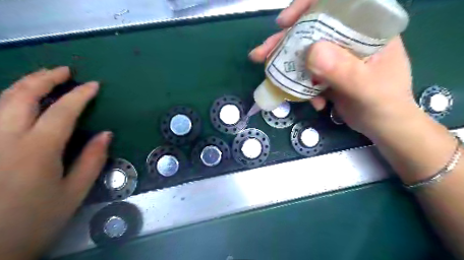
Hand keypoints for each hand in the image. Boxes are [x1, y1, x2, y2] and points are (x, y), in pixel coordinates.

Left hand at [0, 67, 109, 259]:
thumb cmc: (35, 221)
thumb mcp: (74, 193)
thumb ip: (92, 160)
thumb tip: (106, 134)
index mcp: (37, 150)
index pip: (62, 111)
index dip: (80, 94)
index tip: (94, 85)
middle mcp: (3, 139)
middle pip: (21, 95)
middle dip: (45, 78)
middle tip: (65, 70)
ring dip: (23, 85)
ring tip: (43, 79)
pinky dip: (4, 101)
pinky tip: (16, 101)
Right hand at [251, 1, 416, 138]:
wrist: (383, 126)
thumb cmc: (385, 104)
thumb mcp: (367, 88)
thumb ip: (343, 70)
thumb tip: (311, 52)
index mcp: (365, 29)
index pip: (335, 5)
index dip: (306, 7)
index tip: (285, 22)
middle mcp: (347, 39)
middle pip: (310, 31)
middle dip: (283, 42)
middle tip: (261, 54)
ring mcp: (335, 57)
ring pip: (303, 53)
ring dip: (286, 66)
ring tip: (270, 77)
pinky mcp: (326, 74)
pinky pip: (306, 74)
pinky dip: (301, 87)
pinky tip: (312, 102)